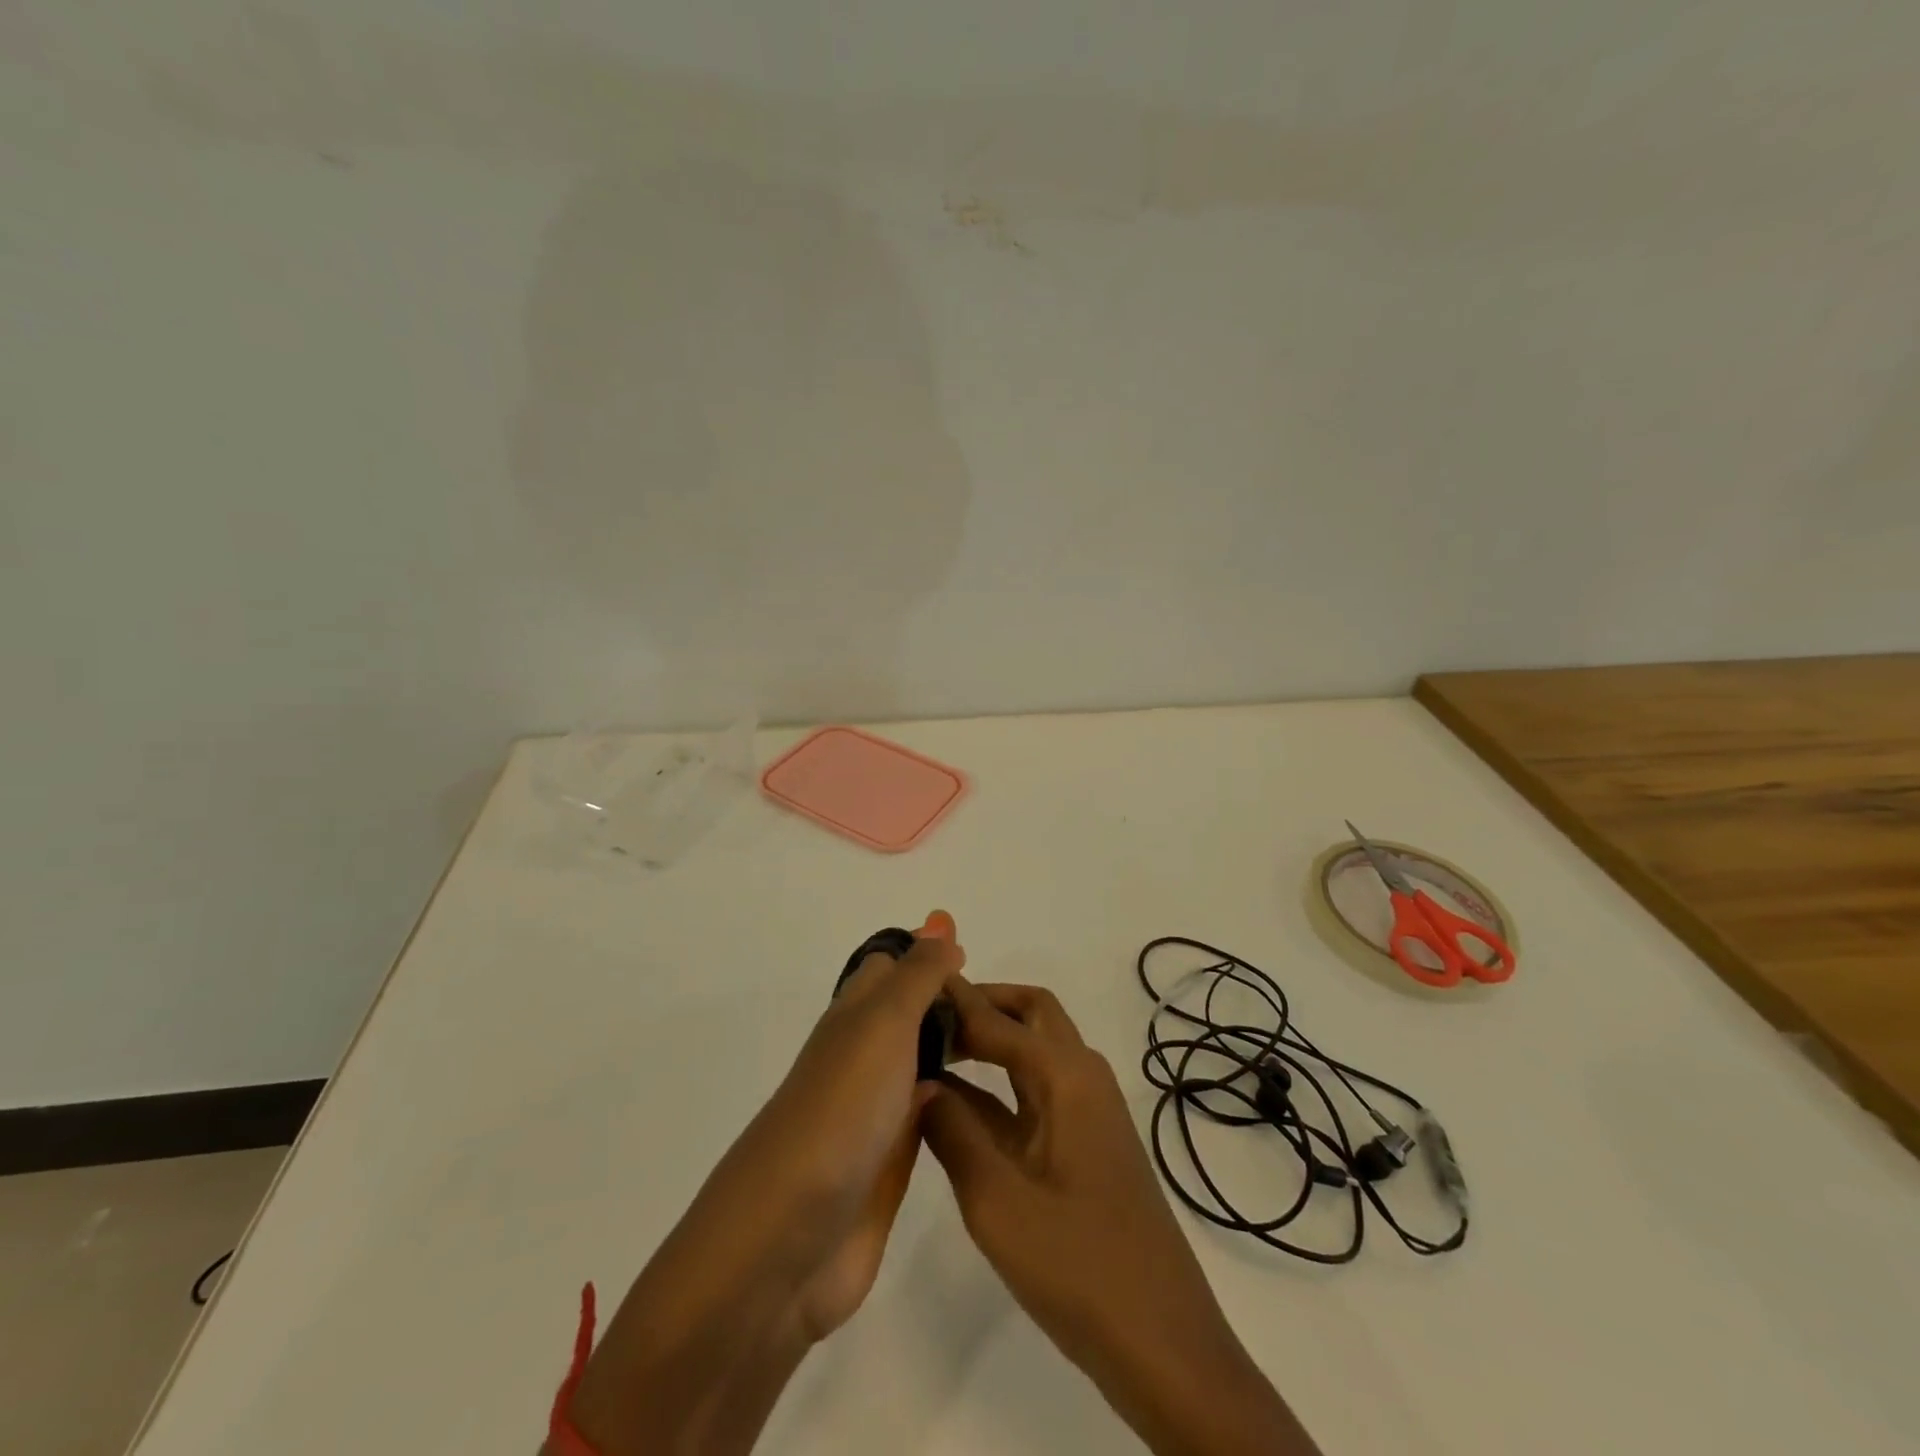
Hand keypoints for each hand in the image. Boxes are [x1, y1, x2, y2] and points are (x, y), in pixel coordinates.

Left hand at [562, 915, 961, 1455]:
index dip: (926, 954)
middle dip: (948, 1002)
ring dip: (950, 1049)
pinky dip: (949, 1102)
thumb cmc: (840, 1110)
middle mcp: (861, 1057)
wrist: (788, 1240)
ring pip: (917, 1062)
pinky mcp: (885, 1165)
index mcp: (853, 1017)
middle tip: (1005, 1006)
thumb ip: (918, 973)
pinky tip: (981, 1105)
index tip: (974, 955)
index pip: (889, 966)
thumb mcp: (884, 1024)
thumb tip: (941, 920)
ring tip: (1005, 1046)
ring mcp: (872, 1112)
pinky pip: (923, 1115)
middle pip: (906, 1013)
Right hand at [923, 979, 1318, 1455]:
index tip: (911, 985)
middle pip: (1031, 1014)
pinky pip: (1036, 1093)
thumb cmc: (1079, 1266)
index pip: (999, 1019)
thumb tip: (918, 1082)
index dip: (956, 1000)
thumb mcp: (997, 1201)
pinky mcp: (1085, 1144)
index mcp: (1067, 1076)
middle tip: (929, 1015)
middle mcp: (1082, 1078)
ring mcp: (1087, 1112)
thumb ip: (952, 1132)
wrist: (1163, 1344)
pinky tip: (956, 1103)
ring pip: (1035, 1051)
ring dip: (992, 1039)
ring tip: (934, 1046)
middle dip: (983, 1003)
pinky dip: (998, 1083)